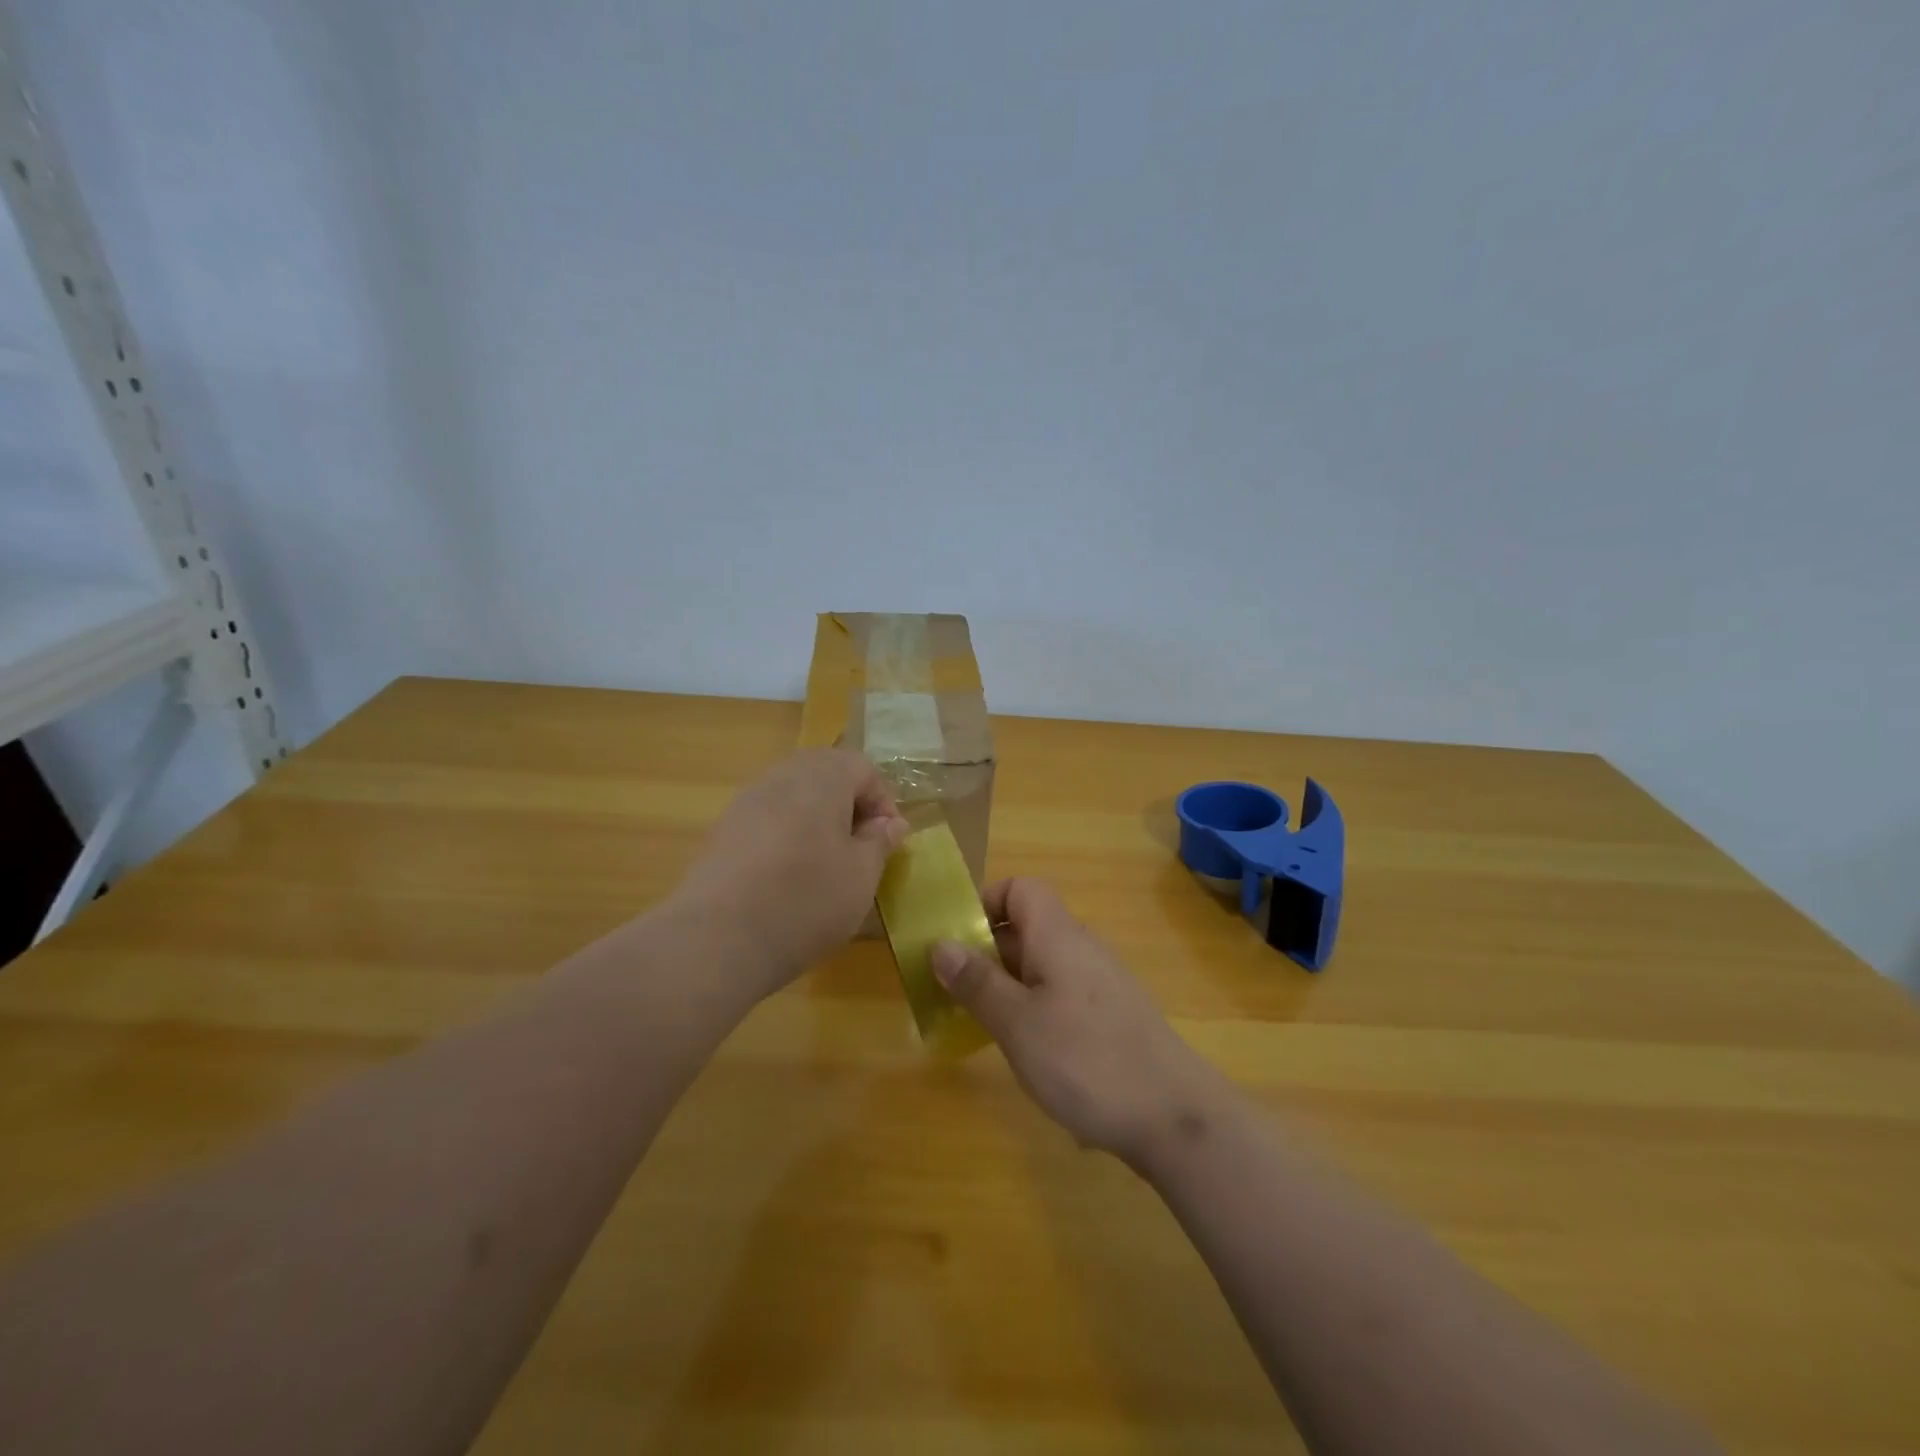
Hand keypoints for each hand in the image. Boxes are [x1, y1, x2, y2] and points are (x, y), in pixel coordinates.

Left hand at [672, 749, 908, 998]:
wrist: (717, 939)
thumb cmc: (806, 901)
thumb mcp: (861, 876)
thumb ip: (880, 841)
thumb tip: (890, 822)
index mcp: (823, 777)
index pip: (864, 768)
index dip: (883, 802)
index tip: (886, 843)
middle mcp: (783, 775)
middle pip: (826, 772)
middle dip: (849, 805)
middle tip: (859, 849)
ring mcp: (747, 799)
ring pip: (795, 793)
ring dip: (817, 818)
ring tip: (824, 864)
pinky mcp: (724, 828)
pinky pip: (768, 816)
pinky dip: (787, 834)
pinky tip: (787, 875)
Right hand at [930, 878, 1232, 1166]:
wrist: (1175, 1117)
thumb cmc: (1086, 1060)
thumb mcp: (1017, 1023)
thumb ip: (977, 982)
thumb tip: (940, 943)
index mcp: (1057, 935)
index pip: (1020, 889)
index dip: (985, 903)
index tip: (956, 942)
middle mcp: (1081, 948)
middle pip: (1027, 928)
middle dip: (986, 952)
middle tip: (952, 991)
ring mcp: (1100, 983)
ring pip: (1042, 965)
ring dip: (1007, 985)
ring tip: (980, 1024)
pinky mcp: (1111, 1016)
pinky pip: (1061, 994)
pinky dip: (1034, 1009)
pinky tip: (1028, 1051)